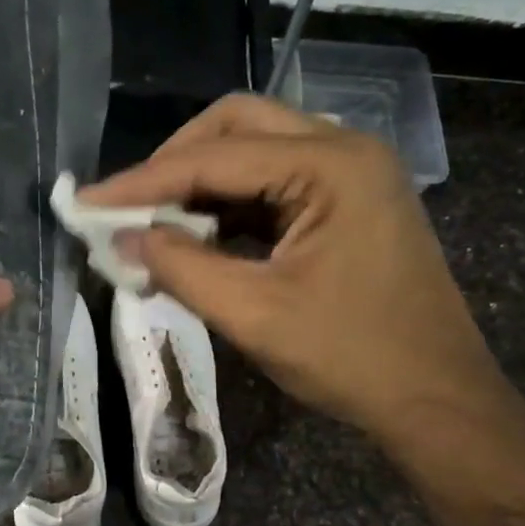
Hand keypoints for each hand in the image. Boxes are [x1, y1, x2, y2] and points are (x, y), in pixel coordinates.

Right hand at [82, 94, 524, 525]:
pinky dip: (229, 204)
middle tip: (128, 206)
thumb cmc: (352, 358)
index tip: (87, 203)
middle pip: (237, 126)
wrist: (437, 400)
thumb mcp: (254, 314)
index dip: (143, 181)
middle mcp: (344, 150)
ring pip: (255, 150)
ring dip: (200, 183)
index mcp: (330, 165)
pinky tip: (197, 237)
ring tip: (152, 225)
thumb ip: (181, 267)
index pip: (215, 156)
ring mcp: (350, 174)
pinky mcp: (347, 203)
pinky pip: (273, 184)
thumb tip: (121, 239)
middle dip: (174, 162)